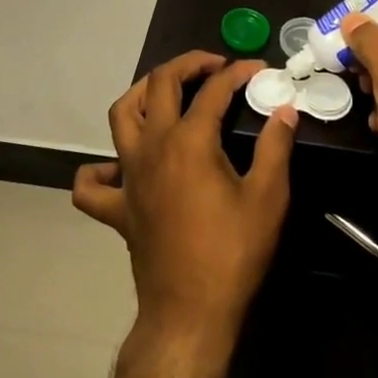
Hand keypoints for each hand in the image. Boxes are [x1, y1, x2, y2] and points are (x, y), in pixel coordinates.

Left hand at [73, 52, 296, 344]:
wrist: (190, 313)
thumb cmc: (233, 253)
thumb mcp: (268, 197)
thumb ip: (276, 146)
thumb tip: (284, 109)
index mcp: (189, 141)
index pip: (213, 89)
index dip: (238, 72)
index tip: (259, 70)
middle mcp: (152, 147)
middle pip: (159, 84)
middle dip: (188, 65)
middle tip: (215, 67)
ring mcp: (129, 176)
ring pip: (121, 115)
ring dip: (142, 93)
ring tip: (167, 92)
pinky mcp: (117, 208)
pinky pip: (93, 183)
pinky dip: (101, 168)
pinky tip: (120, 166)